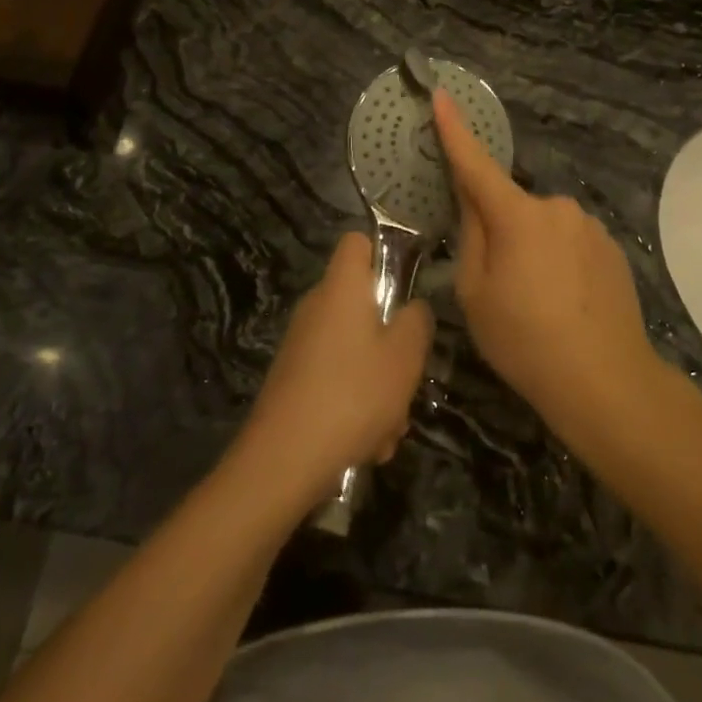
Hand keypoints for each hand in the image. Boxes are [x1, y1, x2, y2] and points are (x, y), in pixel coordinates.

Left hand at [234, 233, 434, 509]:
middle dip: (392, 341)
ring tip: (389, 428)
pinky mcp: (294, 379)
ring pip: (356, 350)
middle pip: (363, 304)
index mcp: (341, 287)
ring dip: (379, 385)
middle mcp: (317, 306)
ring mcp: (302, 343)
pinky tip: (367, 446)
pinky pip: (337, 378)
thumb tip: (413, 307)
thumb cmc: (353, 394)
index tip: (406, 288)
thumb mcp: (404, 357)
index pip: (357, 241)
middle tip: (407, 376)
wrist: (283, 460)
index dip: (383, 254)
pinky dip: (356, 405)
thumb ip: (417, 321)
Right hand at [433, 89, 660, 443]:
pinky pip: (570, 243)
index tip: (441, 95)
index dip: (454, 131)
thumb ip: (471, 237)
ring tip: (538, 303)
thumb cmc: (526, 341)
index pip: (476, 164)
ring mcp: (589, 226)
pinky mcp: (612, 248)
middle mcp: (556, 207)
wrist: (608, 383)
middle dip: (499, 230)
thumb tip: (474, 203)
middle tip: (500, 284)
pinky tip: (566, 304)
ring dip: (533, 249)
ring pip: (543, 227)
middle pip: (512, 207)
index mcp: (517, 216)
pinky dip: (560, 262)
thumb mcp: (475, 293)